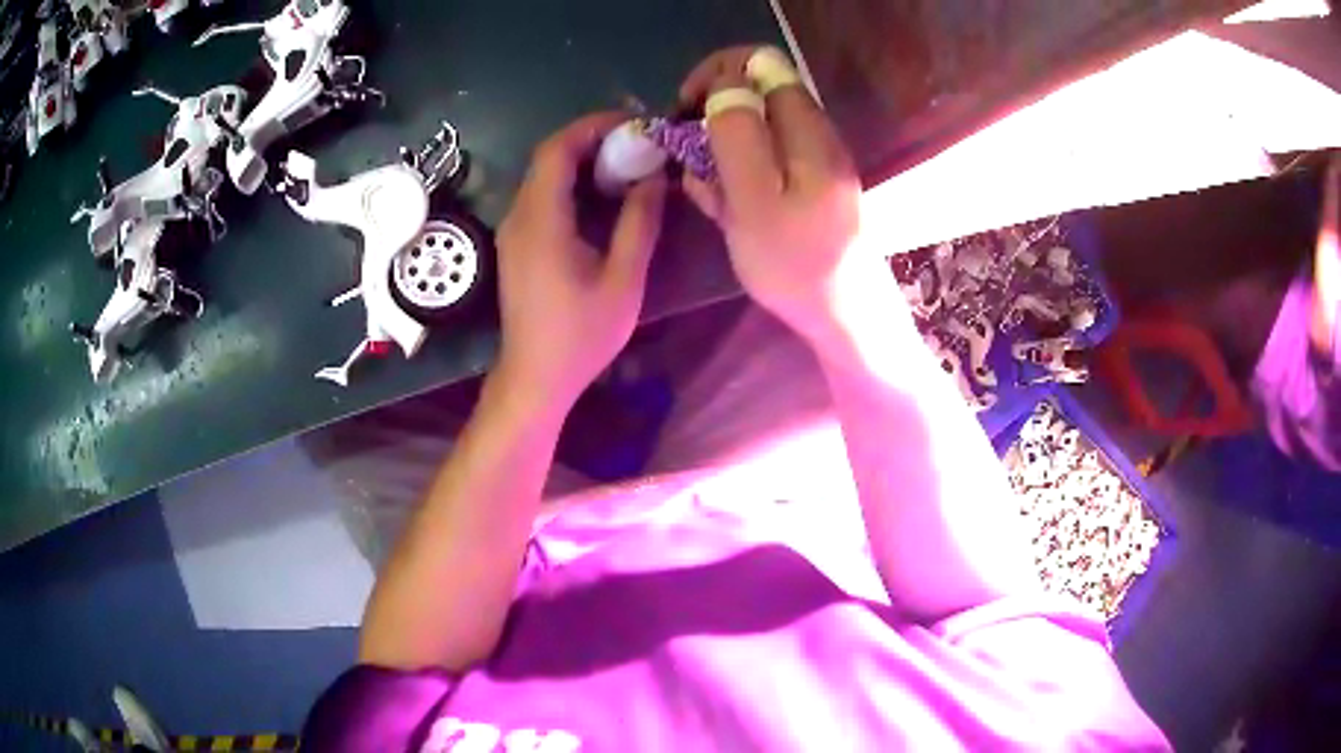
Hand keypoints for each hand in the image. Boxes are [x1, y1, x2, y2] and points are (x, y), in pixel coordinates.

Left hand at [495, 112, 666, 407]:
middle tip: (638, 142)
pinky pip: (543, 197)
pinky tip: (604, 196)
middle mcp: (519, 216)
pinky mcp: (518, 243)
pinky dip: (573, 183)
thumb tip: (653, 177)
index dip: (593, 127)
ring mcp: (514, 230)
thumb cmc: (580, 335)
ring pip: (544, 176)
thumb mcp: (622, 280)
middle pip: (549, 157)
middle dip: (593, 140)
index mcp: (542, 220)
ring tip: (628, 163)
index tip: (634, 123)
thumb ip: (638, 223)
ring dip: (583, 161)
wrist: (535, 377)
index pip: (557, 150)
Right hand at [680, 47, 874, 343]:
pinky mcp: (809, 183)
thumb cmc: (795, 263)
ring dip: (721, 150)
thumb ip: (738, 136)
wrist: (843, 314)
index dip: (717, 74)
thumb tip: (726, 84)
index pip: (760, 63)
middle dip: (714, 115)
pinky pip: (766, 159)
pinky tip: (726, 207)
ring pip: (756, 129)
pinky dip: (738, 173)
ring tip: (709, 193)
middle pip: (756, 93)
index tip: (686, 108)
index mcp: (806, 128)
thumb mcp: (754, 200)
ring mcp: (814, 158)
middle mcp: (815, 132)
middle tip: (692, 156)